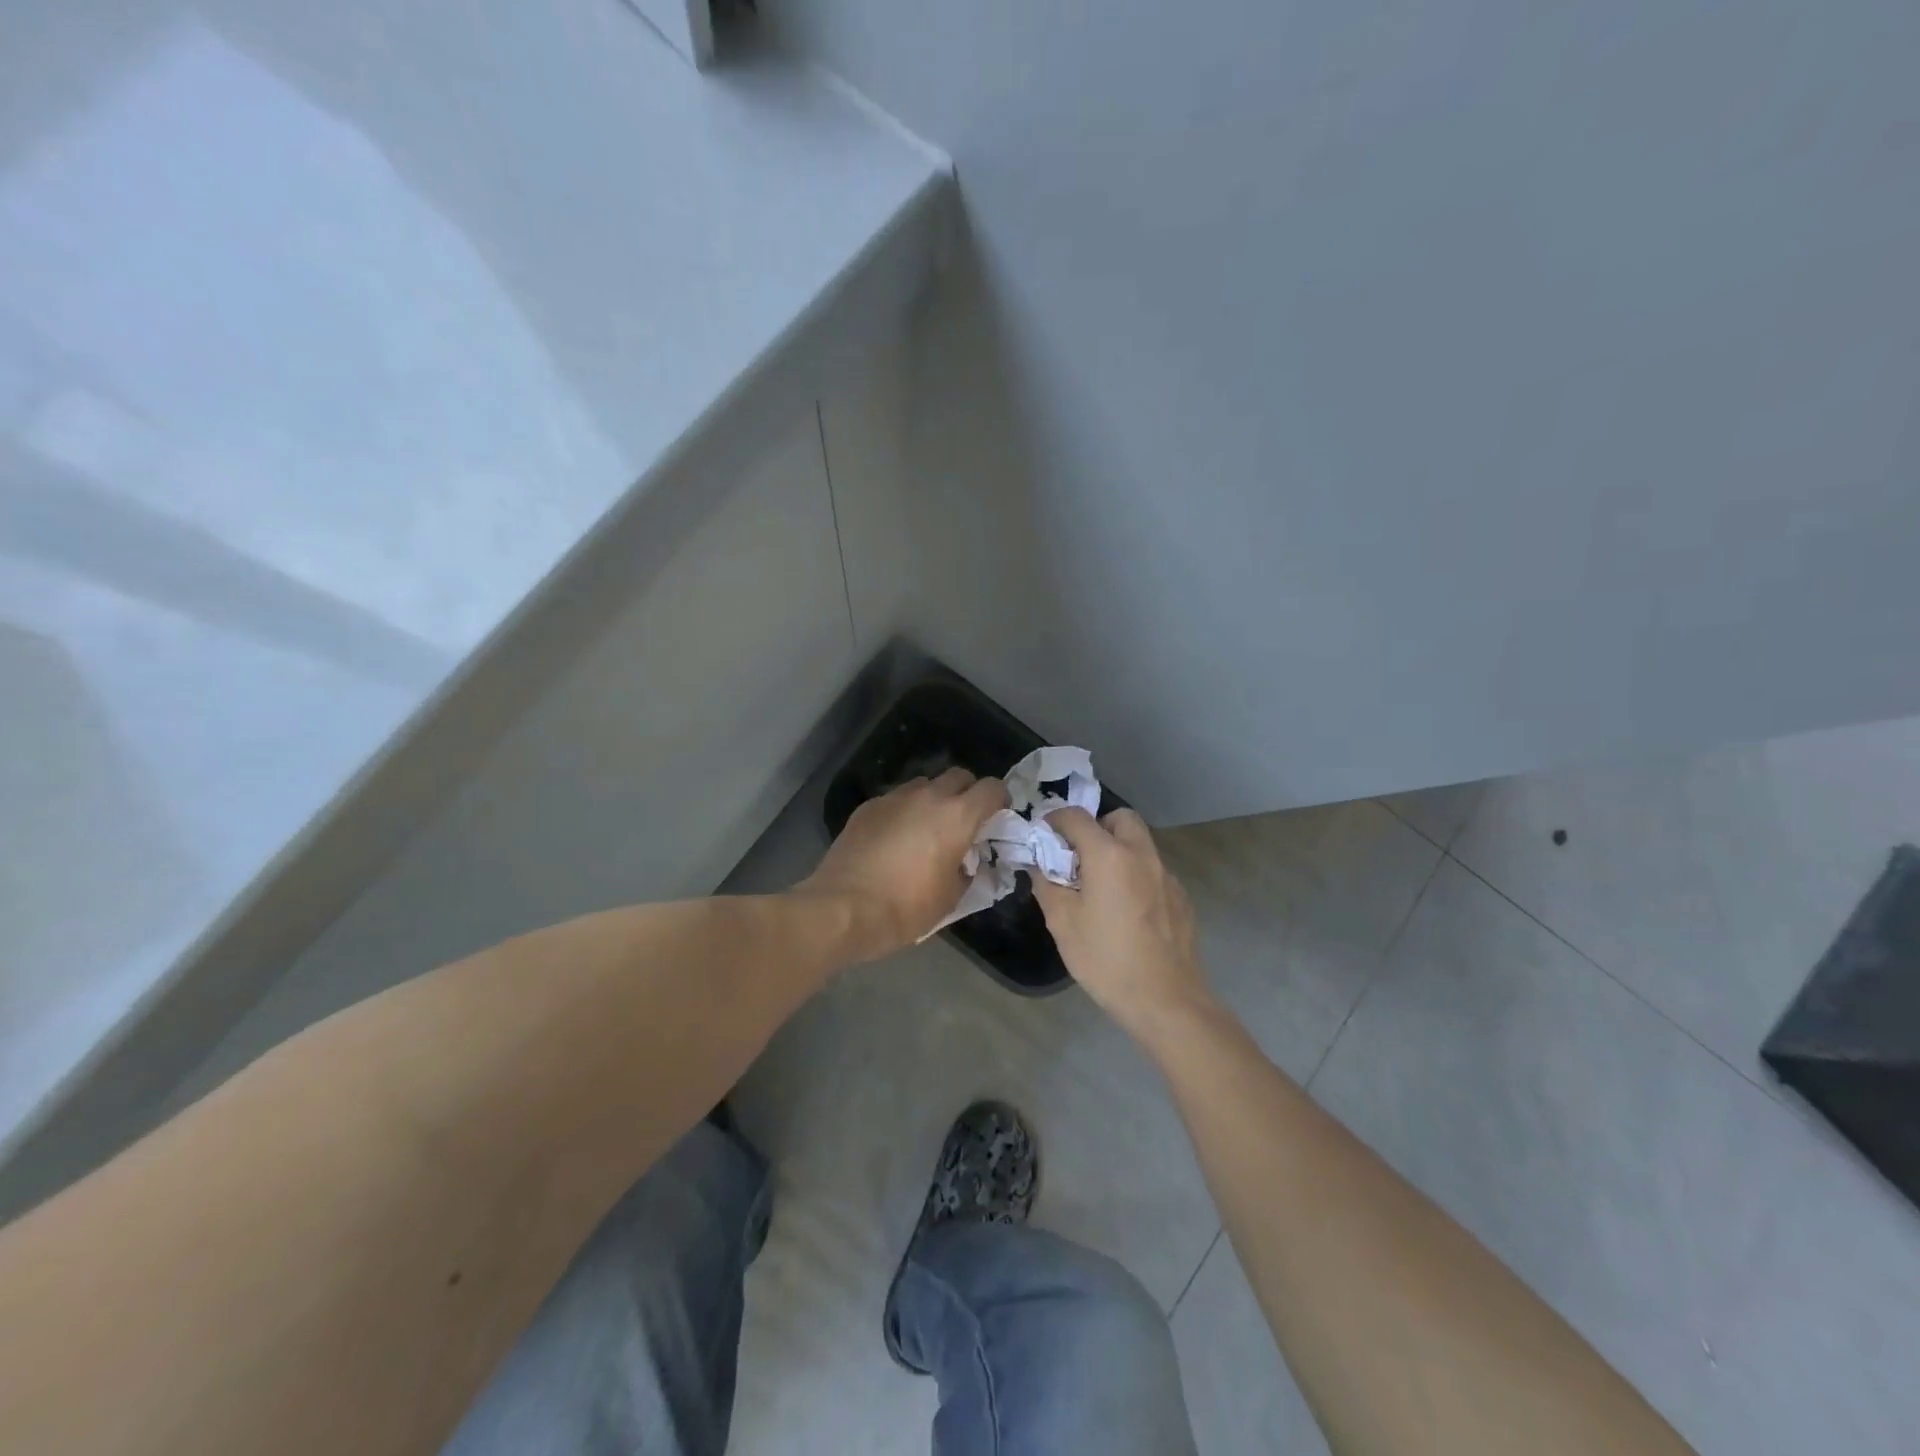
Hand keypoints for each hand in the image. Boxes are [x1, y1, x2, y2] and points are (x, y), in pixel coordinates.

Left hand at [799, 768, 1008, 957]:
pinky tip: (895, 839)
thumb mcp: (951, 898)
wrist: (843, 908)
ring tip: (927, 829)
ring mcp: (895, 797)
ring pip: (925, 784)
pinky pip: (896, 799)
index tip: (996, 819)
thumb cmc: (905, 908)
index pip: (992, 788)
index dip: (999, 800)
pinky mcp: (869, 806)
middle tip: (963, 823)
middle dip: (967, 794)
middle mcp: (928, 796)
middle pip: (959, 776)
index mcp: (957, 816)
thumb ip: (968, 872)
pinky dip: (904, 811)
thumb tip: (967, 863)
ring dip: (934, 799)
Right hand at [1031, 807, 1214, 1042]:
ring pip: (1141, 843)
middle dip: (1096, 826)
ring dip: (1118, 849)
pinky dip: (1136, 875)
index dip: (1055, 820)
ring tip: (1102, 885)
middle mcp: (1142, 854)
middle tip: (1079, 856)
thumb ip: (1046, 884)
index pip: (1076, 817)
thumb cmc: (1106, 960)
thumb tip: (1039, 864)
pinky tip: (1128, 911)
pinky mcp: (1181, 897)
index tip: (1044, 836)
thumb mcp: (1062, 923)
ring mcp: (1167, 875)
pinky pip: (1154, 870)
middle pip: (1120, 818)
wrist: (1166, 1000)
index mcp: (1109, 855)